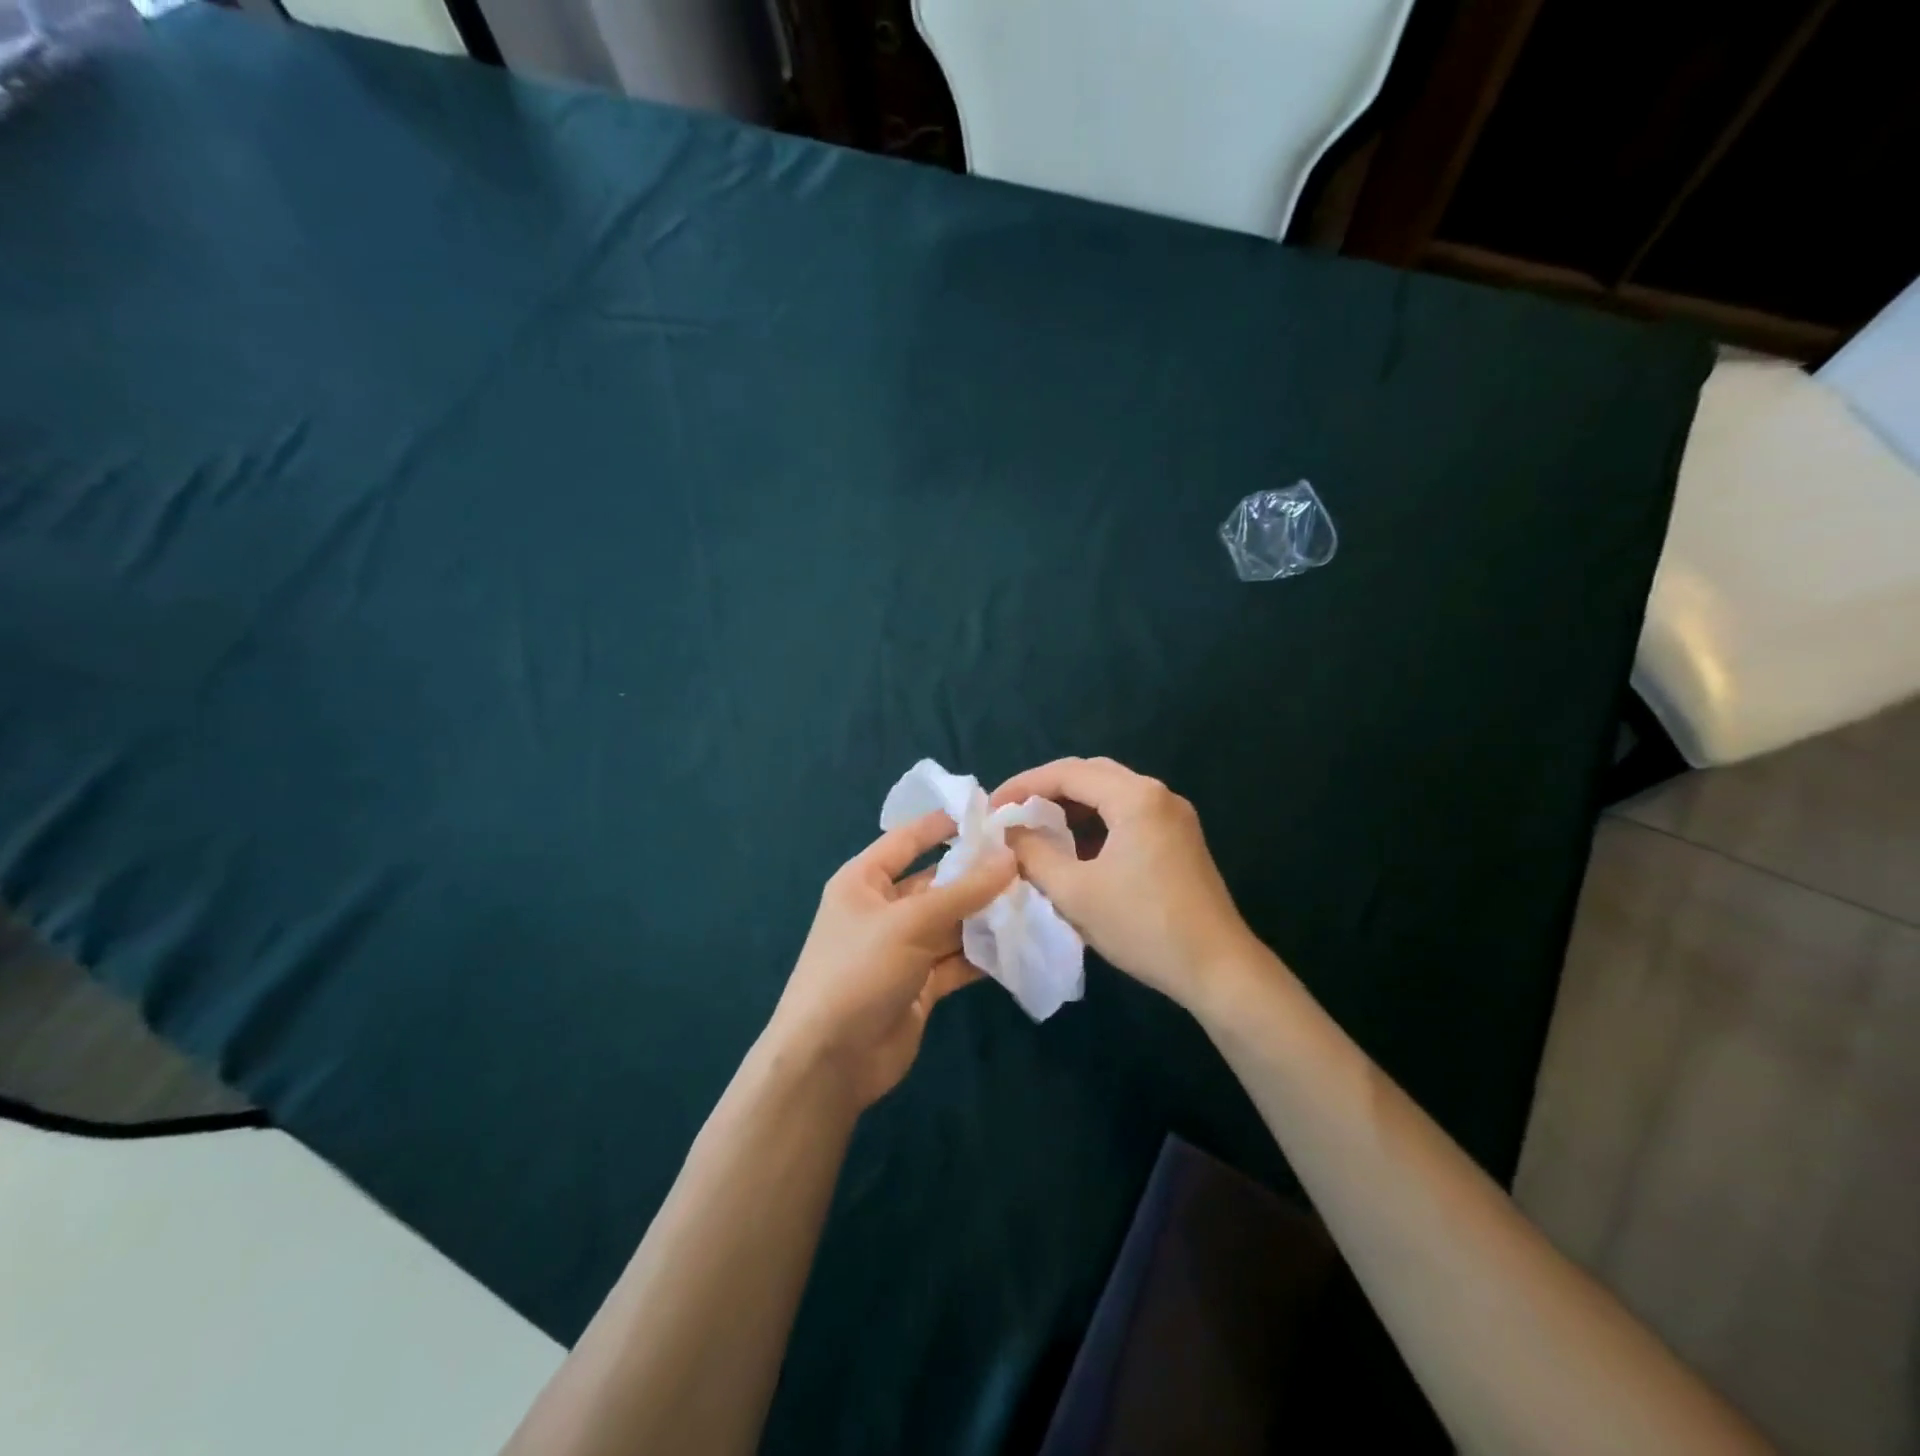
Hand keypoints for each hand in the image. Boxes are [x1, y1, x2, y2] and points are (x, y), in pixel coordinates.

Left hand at [766, 811, 1014, 1111]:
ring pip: (951, 922)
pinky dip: (983, 954)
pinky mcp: (920, 984)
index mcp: (864, 881)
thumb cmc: (858, 972)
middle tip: (1029, 860)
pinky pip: (956, 959)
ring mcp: (902, 949)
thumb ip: (963, 891)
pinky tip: (1020, 943)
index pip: (908, 839)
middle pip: (936, 882)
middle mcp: (883, 909)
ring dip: (986, 915)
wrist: (830, 1061)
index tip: (989, 811)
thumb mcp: (910, 923)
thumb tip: (1010, 857)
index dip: (944, 824)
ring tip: (1034, 898)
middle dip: (977, 874)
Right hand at [990, 757, 1265, 1015]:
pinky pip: (1128, 814)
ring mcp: (1174, 816)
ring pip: (1111, 793)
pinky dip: (1096, 822)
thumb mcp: (1075, 892)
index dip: (1024, 785)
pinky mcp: (1179, 838)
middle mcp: (1158, 794)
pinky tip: (1076, 848)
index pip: (1068, 773)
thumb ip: (1034, 854)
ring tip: (1037, 828)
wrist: (1217, 969)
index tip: (992, 807)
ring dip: (1072, 806)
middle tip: (1013, 812)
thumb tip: (1009, 833)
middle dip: (1047, 789)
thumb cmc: (1143, 926)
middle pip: (1091, 774)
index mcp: (1136, 797)